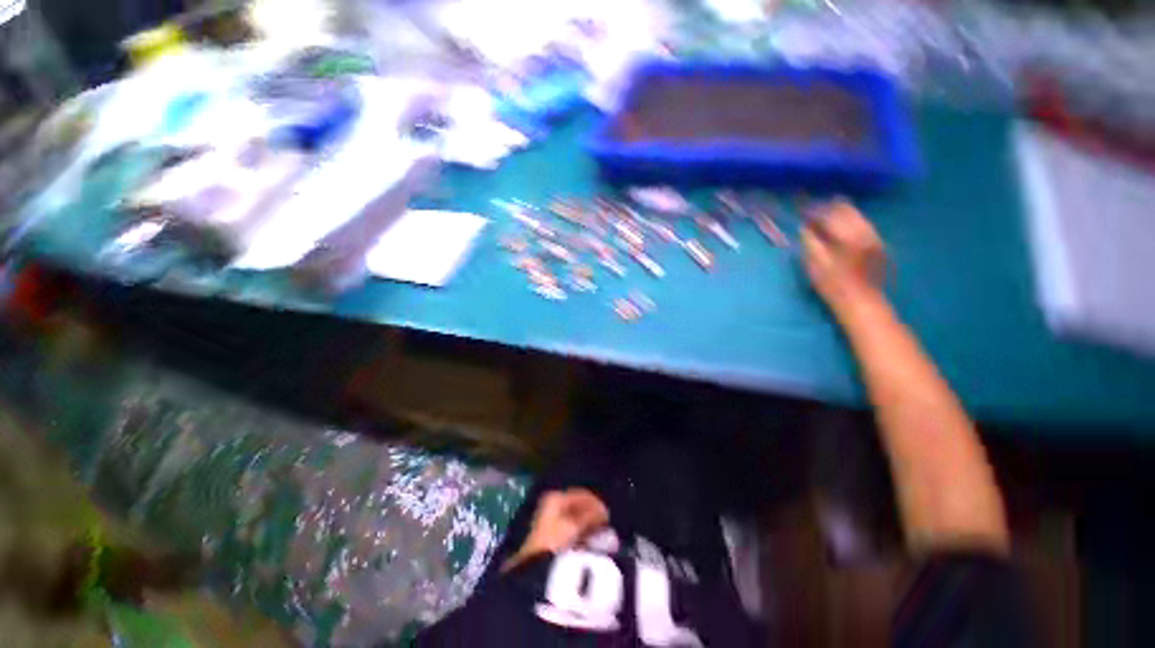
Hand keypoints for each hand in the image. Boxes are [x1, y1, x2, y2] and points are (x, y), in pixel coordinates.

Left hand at [503, 489, 608, 570]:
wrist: (535, 569)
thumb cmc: (557, 541)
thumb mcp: (576, 526)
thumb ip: (592, 515)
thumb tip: (604, 510)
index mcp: (556, 497)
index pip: (582, 494)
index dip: (597, 503)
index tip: (609, 515)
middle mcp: (551, 504)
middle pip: (578, 506)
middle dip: (593, 516)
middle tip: (607, 527)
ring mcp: (549, 520)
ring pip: (575, 519)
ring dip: (588, 527)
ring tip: (601, 538)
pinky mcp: (549, 536)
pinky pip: (570, 530)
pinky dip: (581, 535)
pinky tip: (590, 545)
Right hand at [801, 200, 887, 311]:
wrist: (862, 301)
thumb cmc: (833, 285)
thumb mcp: (815, 264)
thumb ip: (810, 242)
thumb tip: (805, 227)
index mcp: (848, 235)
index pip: (829, 213)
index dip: (814, 210)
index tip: (802, 210)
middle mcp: (865, 230)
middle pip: (846, 209)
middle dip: (828, 207)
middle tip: (812, 211)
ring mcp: (874, 235)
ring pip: (856, 215)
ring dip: (838, 213)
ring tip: (824, 217)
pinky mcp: (877, 242)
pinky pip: (862, 223)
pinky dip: (848, 221)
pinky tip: (839, 228)